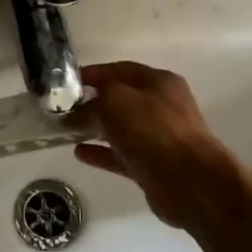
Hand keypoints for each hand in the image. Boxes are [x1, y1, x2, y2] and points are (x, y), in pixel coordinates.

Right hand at [73, 62, 242, 230]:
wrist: (189, 181)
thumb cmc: (153, 130)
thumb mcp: (115, 103)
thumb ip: (92, 104)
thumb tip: (74, 114)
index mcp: (159, 82)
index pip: (120, 70)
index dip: (93, 73)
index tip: (67, 82)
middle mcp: (161, 106)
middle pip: (121, 99)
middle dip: (92, 102)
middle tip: (63, 108)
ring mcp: (158, 137)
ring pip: (120, 128)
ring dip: (95, 128)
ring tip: (66, 131)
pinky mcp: (153, 166)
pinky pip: (121, 155)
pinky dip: (101, 153)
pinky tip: (79, 153)